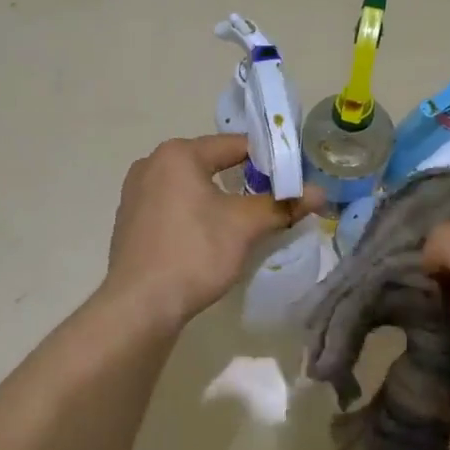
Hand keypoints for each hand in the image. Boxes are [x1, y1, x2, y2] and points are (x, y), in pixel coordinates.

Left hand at [104, 135, 322, 327]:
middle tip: (276, 198)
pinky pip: (172, 205)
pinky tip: (210, 236)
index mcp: (177, 154)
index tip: (294, 176)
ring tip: (248, 218)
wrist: (139, 305)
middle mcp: (151, 163)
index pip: (235, 145)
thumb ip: (281, 205)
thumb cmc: (194, 253)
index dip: (269, 159)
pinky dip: (195, 213)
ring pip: (190, 186)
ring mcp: (135, 193)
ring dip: (219, 198)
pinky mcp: (130, 221)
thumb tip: (319, 192)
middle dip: (244, 179)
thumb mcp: (244, 226)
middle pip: (210, 163)